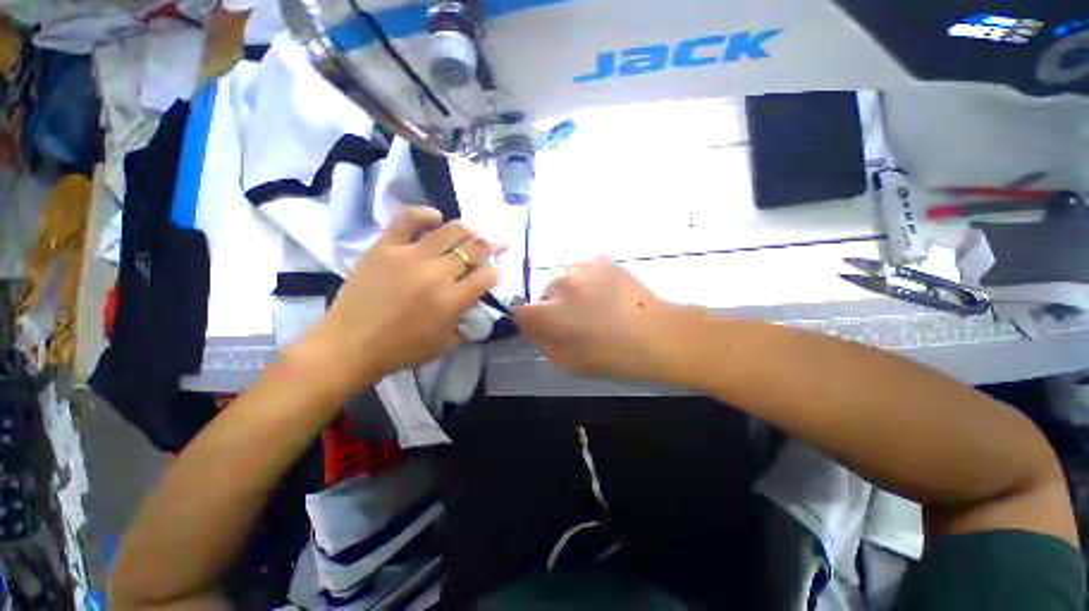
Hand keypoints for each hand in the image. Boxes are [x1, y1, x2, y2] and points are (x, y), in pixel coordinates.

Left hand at [304, 207, 499, 395]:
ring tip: (472, 230)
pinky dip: (425, 214)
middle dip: (492, 244)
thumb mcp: (446, 344)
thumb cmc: (401, 350)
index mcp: (453, 300)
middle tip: (497, 241)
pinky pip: (407, 219)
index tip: (491, 273)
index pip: (486, 276)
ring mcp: (410, 256)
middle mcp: (437, 273)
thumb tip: (475, 304)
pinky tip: (435, 217)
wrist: (349, 345)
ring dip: (467, 229)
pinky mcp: (385, 247)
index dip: (494, 272)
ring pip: (449, 230)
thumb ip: (466, 322)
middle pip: (474, 249)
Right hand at [514, 256, 674, 380]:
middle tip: (575, 320)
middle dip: (552, 307)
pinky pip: (583, 269)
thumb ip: (543, 342)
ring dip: (570, 292)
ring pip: (564, 279)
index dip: (531, 323)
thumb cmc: (613, 355)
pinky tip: (604, 291)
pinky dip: (587, 280)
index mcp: (551, 313)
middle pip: (544, 294)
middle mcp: (562, 284)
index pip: (522, 312)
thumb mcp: (569, 362)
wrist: (657, 334)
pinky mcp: (603, 260)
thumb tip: (533, 328)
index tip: (543, 329)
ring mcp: (584, 268)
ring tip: (592, 304)